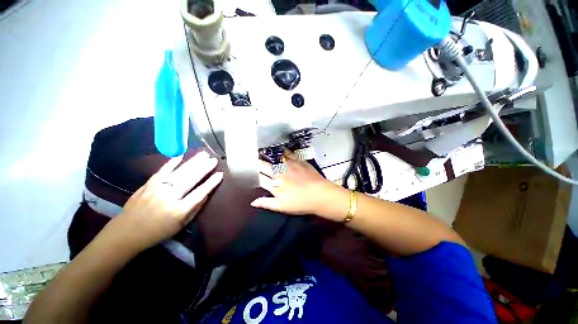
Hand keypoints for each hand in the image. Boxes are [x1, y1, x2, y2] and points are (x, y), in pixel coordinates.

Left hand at [110, 151, 222, 250]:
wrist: (126, 233)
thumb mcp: (181, 225)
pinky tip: (181, 155)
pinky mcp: (147, 184)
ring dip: (193, 162)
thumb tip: (206, 194)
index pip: (199, 193)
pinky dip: (171, 162)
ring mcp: (157, 189)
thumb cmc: (157, 232)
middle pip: (190, 179)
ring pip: (179, 172)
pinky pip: (162, 171)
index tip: (220, 174)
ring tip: (204, 154)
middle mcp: (169, 197)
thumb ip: (195, 209)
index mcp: (179, 210)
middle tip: (214, 160)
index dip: (211, 183)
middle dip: (204, 168)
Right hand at [251, 152, 347, 218]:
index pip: (259, 178)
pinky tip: (280, 150)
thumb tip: (252, 202)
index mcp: (274, 185)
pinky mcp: (298, 161)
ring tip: (262, 151)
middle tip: (253, 159)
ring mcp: (288, 165)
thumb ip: (267, 203)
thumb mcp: (282, 207)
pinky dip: (282, 152)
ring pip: (274, 158)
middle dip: (257, 163)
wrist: (320, 194)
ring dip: (267, 155)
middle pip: (264, 166)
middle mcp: (279, 173)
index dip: (253, 174)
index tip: (248, 170)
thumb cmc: (301, 203)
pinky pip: (288, 154)